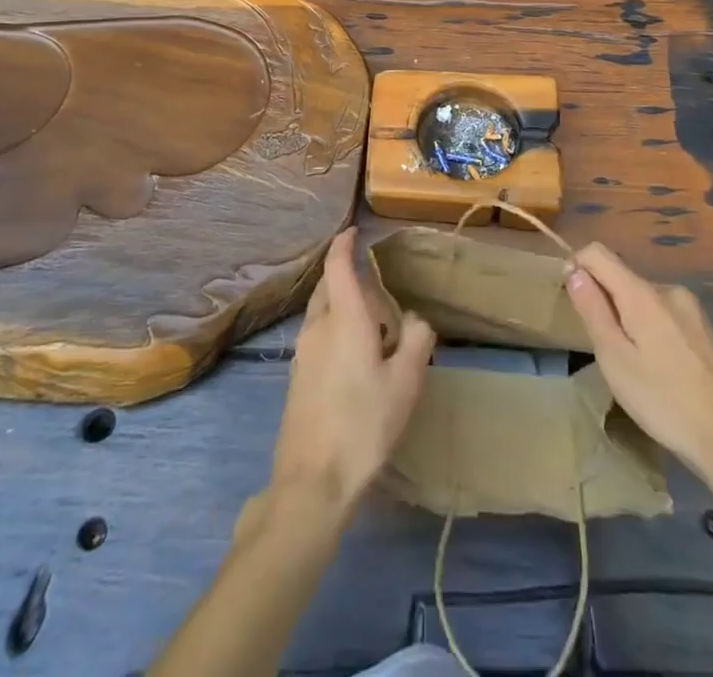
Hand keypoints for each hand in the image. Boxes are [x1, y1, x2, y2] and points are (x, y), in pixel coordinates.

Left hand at [271, 228, 435, 513]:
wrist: (313, 482)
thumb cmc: (364, 425)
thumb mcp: (405, 383)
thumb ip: (416, 342)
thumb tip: (416, 320)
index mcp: (344, 319)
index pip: (337, 266)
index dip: (344, 244)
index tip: (353, 231)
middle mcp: (317, 328)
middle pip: (326, 287)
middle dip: (343, 274)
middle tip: (371, 280)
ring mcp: (301, 354)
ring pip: (319, 312)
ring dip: (338, 303)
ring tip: (365, 318)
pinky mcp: (296, 378)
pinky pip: (315, 336)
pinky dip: (332, 328)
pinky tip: (350, 353)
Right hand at [565, 242, 712, 480]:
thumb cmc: (663, 401)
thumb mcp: (615, 359)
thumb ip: (593, 310)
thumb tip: (575, 270)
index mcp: (643, 293)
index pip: (598, 253)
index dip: (576, 266)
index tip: (571, 300)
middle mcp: (669, 289)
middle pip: (622, 277)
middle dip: (605, 302)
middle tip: (606, 351)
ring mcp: (692, 309)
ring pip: (643, 299)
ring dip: (628, 319)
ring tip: (633, 366)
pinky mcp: (705, 330)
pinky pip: (664, 315)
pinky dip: (650, 330)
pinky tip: (659, 371)